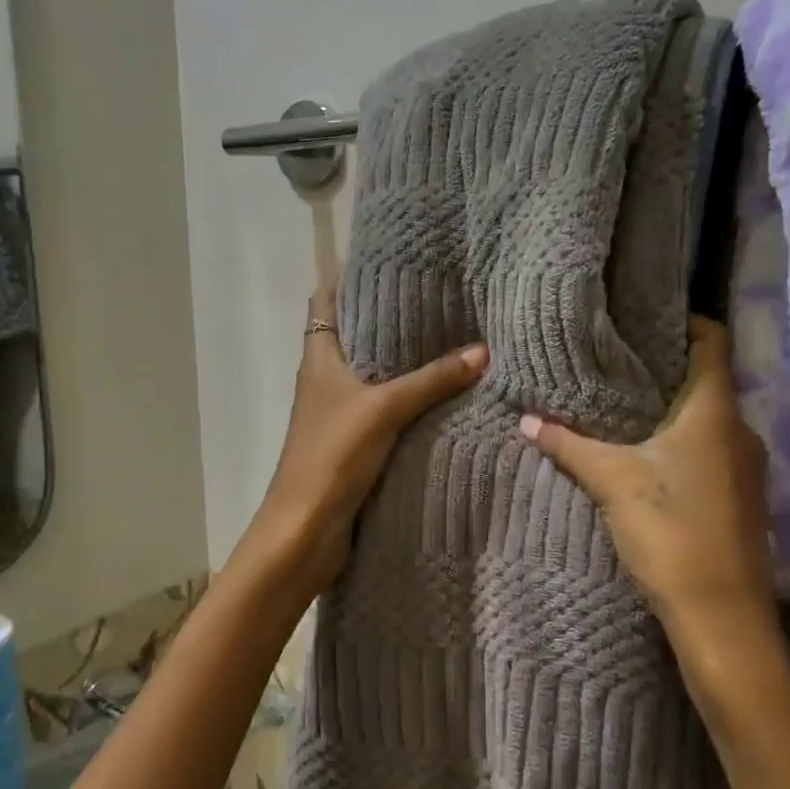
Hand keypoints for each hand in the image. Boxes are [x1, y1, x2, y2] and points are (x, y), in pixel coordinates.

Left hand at [241, 283, 488, 594]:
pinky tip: (443, 392)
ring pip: (373, 372)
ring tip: (448, 334)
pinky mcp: (355, 442)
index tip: (385, 258)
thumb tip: (483, 351)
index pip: (324, 301)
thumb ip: (431, 380)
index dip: (346, 276)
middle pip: (354, 334)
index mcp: (319, 358)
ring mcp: (339, 411)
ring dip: (402, 359)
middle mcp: (325, 379)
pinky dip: (409, 397)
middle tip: (435, 294)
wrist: (306, 530)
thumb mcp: (383, 409)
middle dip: (388, 315)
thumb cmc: (332, 456)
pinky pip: (386, 407)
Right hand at [518, 317, 775, 637]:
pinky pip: (711, 449)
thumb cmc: (670, 531)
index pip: (713, 340)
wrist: (721, 618)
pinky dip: (682, 441)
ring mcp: (746, 466)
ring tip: (622, 404)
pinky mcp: (740, 497)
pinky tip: (646, 454)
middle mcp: (740, 429)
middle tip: (616, 360)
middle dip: (664, 367)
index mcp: (715, 410)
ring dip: (671, 408)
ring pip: (708, 417)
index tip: (643, 319)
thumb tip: (526, 419)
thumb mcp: (611, 480)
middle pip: (707, 378)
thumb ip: (568, 445)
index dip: (684, 321)